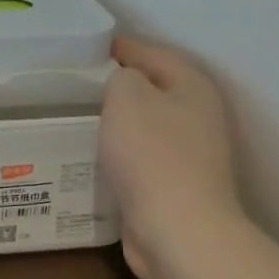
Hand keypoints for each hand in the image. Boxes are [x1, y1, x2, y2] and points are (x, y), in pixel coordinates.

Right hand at [100, 38, 241, 278]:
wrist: (178, 230)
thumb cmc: (152, 155)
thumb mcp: (127, 97)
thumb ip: (121, 77)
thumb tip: (123, 81)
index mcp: (193, 86)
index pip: (154, 53)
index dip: (122, 47)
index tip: (87, 49)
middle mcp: (199, 116)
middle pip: (155, 90)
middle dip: (120, 86)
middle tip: (78, 84)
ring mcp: (192, 155)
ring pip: (148, 126)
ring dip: (119, 122)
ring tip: (80, 118)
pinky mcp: (177, 187)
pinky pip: (142, 158)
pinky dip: (121, 153)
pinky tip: (95, 156)